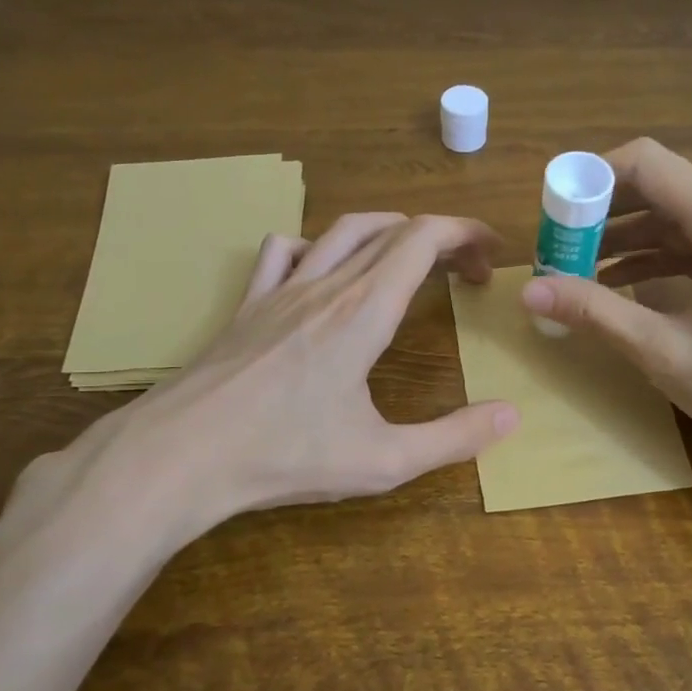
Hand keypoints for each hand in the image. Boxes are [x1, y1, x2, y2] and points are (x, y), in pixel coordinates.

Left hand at [26, 214, 519, 548]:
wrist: (180, 455)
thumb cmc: (285, 456)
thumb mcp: (383, 460)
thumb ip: (454, 438)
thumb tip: (510, 414)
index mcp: (364, 311)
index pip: (423, 239)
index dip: (465, 234)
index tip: (491, 255)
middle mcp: (325, 285)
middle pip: (391, 229)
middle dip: (438, 238)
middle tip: (464, 273)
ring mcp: (279, 290)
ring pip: (340, 230)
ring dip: (386, 232)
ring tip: (408, 259)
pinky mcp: (247, 305)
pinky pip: (283, 251)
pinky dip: (317, 246)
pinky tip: (321, 273)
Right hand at [520, 138, 691, 480]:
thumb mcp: (664, 349)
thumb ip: (594, 311)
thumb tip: (528, 292)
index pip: (646, 163)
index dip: (591, 179)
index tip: (553, 215)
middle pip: (663, 187)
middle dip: (604, 214)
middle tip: (558, 250)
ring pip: (682, 219)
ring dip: (630, 239)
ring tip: (580, 273)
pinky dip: (662, 259)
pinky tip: (628, 289)